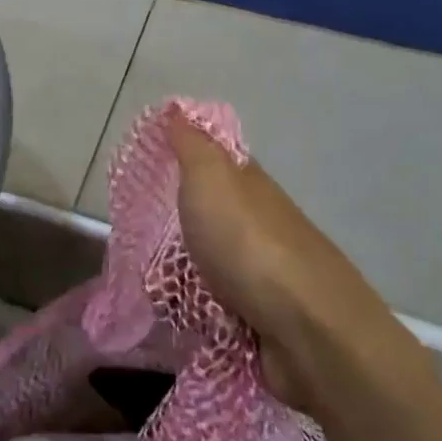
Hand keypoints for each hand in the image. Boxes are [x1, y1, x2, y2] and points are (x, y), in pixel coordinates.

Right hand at [166, 113, 385, 407]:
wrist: (309, 333)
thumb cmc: (249, 246)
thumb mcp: (211, 180)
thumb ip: (192, 145)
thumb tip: (178, 107)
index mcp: (250, 185)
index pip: (214, 161)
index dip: (181, 159)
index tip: (143, 168)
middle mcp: (259, 223)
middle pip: (209, 215)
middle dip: (173, 223)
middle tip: (132, 231)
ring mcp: (263, 274)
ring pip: (210, 262)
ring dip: (181, 270)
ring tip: (143, 279)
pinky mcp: (261, 318)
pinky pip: (215, 305)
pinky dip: (195, 308)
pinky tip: (172, 314)